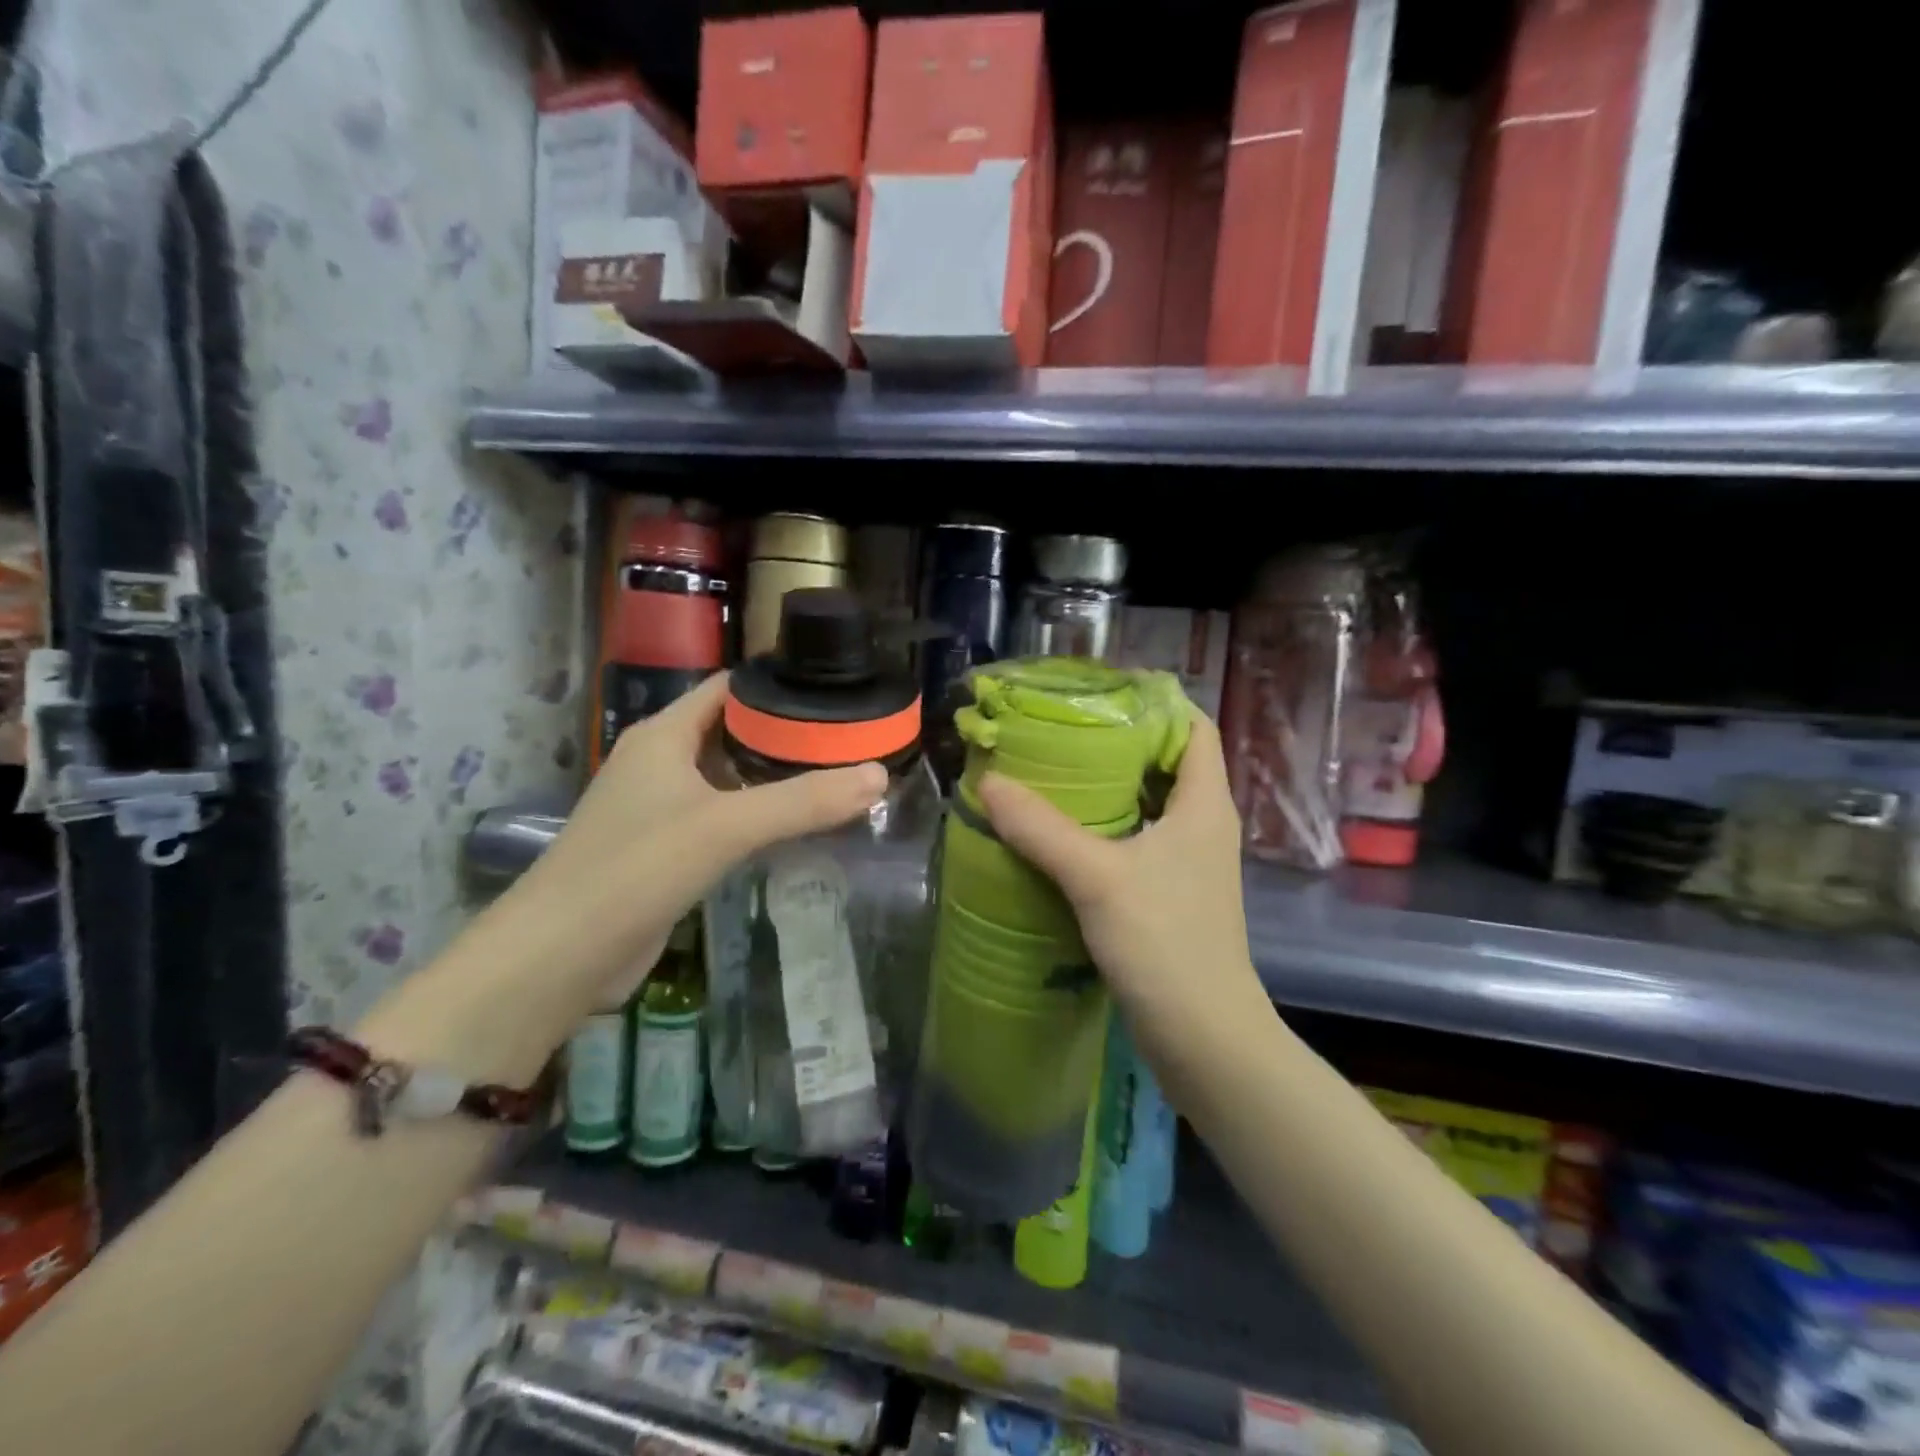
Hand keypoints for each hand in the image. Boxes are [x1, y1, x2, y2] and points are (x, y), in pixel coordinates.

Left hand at [491, 674, 885, 1020]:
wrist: (560, 956)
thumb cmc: (636, 868)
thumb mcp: (727, 826)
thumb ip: (804, 801)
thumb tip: (878, 776)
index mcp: (664, 735)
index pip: (728, 688)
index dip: (777, 685)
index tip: (834, 692)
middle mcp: (660, 762)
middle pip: (732, 731)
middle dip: (786, 735)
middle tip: (848, 740)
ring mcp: (660, 807)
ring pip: (728, 778)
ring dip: (773, 777)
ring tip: (835, 776)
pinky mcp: (665, 850)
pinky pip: (721, 817)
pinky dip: (757, 815)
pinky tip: (794, 826)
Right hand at [975, 708, 1269, 1061]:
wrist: (1204, 1036)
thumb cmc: (1165, 943)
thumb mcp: (1098, 878)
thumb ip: (1043, 829)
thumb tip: (989, 784)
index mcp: (1204, 804)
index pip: (1195, 728)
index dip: (1157, 702)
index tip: (1101, 694)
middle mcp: (1203, 825)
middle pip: (1167, 762)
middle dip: (1119, 742)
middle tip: (1062, 730)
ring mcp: (1188, 862)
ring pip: (1149, 804)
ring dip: (1109, 787)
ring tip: (1054, 772)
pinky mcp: (1169, 894)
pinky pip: (1137, 840)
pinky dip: (1105, 827)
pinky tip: (1062, 833)